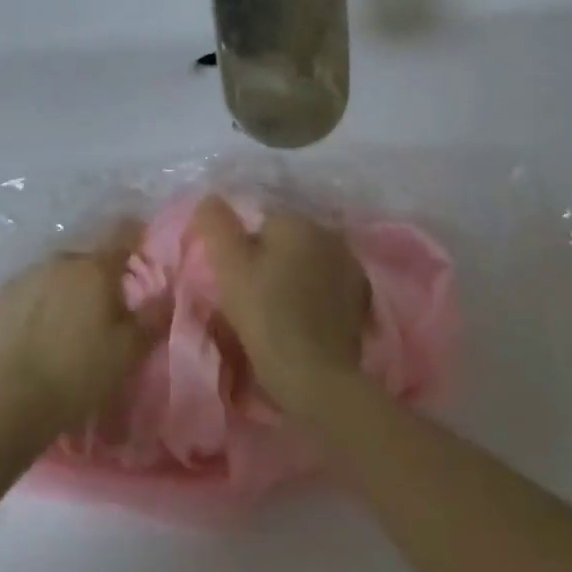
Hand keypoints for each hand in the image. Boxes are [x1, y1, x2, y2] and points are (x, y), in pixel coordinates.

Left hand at [0, 220, 155, 443]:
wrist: (19, 398)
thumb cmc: (83, 372)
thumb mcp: (129, 350)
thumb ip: (153, 316)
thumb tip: (169, 291)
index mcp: (96, 268)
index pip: (121, 232)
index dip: (135, 233)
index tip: (142, 244)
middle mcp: (62, 260)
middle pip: (90, 253)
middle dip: (102, 268)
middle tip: (111, 296)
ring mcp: (30, 273)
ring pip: (61, 268)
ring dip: (72, 280)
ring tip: (77, 310)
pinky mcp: (7, 292)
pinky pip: (36, 283)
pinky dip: (46, 293)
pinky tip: (46, 318)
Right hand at [190, 197, 369, 417]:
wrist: (313, 374)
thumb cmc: (264, 315)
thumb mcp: (228, 266)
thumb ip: (216, 225)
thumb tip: (210, 198)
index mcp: (297, 222)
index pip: (260, 220)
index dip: (242, 248)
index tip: (236, 278)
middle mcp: (329, 235)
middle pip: (287, 238)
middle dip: (270, 257)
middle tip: (251, 294)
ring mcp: (350, 266)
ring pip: (309, 260)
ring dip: (294, 274)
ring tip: (276, 308)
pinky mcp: (361, 298)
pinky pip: (327, 283)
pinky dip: (314, 293)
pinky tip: (301, 317)